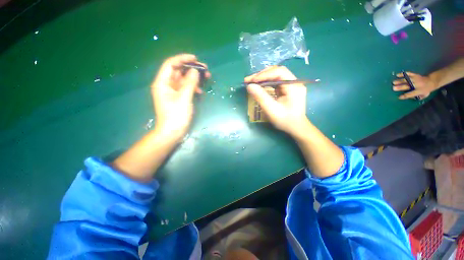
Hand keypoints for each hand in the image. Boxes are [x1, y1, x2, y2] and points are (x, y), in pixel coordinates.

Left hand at [151, 54, 209, 139]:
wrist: (172, 132)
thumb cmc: (176, 116)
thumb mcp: (184, 98)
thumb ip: (190, 83)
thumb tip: (195, 70)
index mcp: (162, 83)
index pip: (170, 64)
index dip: (182, 59)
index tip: (195, 59)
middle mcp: (166, 85)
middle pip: (179, 71)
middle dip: (191, 69)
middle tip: (205, 69)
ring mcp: (173, 92)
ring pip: (184, 80)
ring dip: (195, 78)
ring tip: (207, 78)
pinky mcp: (179, 98)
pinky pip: (186, 89)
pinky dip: (193, 88)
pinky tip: (200, 92)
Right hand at [245, 66, 307, 135]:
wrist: (296, 127)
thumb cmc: (285, 120)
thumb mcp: (272, 110)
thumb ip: (261, 97)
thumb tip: (249, 86)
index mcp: (294, 86)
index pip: (279, 72)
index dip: (264, 75)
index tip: (251, 81)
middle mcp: (294, 82)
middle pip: (277, 71)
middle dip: (262, 75)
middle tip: (249, 80)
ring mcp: (291, 85)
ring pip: (276, 75)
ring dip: (263, 78)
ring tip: (252, 82)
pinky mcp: (288, 89)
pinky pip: (276, 81)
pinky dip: (266, 82)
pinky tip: (259, 85)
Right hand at [393, 72, 438, 99]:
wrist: (432, 81)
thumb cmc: (426, 90)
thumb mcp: (424, 95)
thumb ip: (417, 97)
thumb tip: (409, 98)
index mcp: (419, 91)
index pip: (411, 94)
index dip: (405, 96)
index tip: (399, 97)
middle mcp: (417, 85)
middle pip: (407, 86)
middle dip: (400, 87)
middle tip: (393, 88)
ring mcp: (416, 79)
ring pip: (407, 80)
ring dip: (400, 81)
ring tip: (393, 82)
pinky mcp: (415, 75)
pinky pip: (409, 74)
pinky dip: (403, 74)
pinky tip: (397, 75)